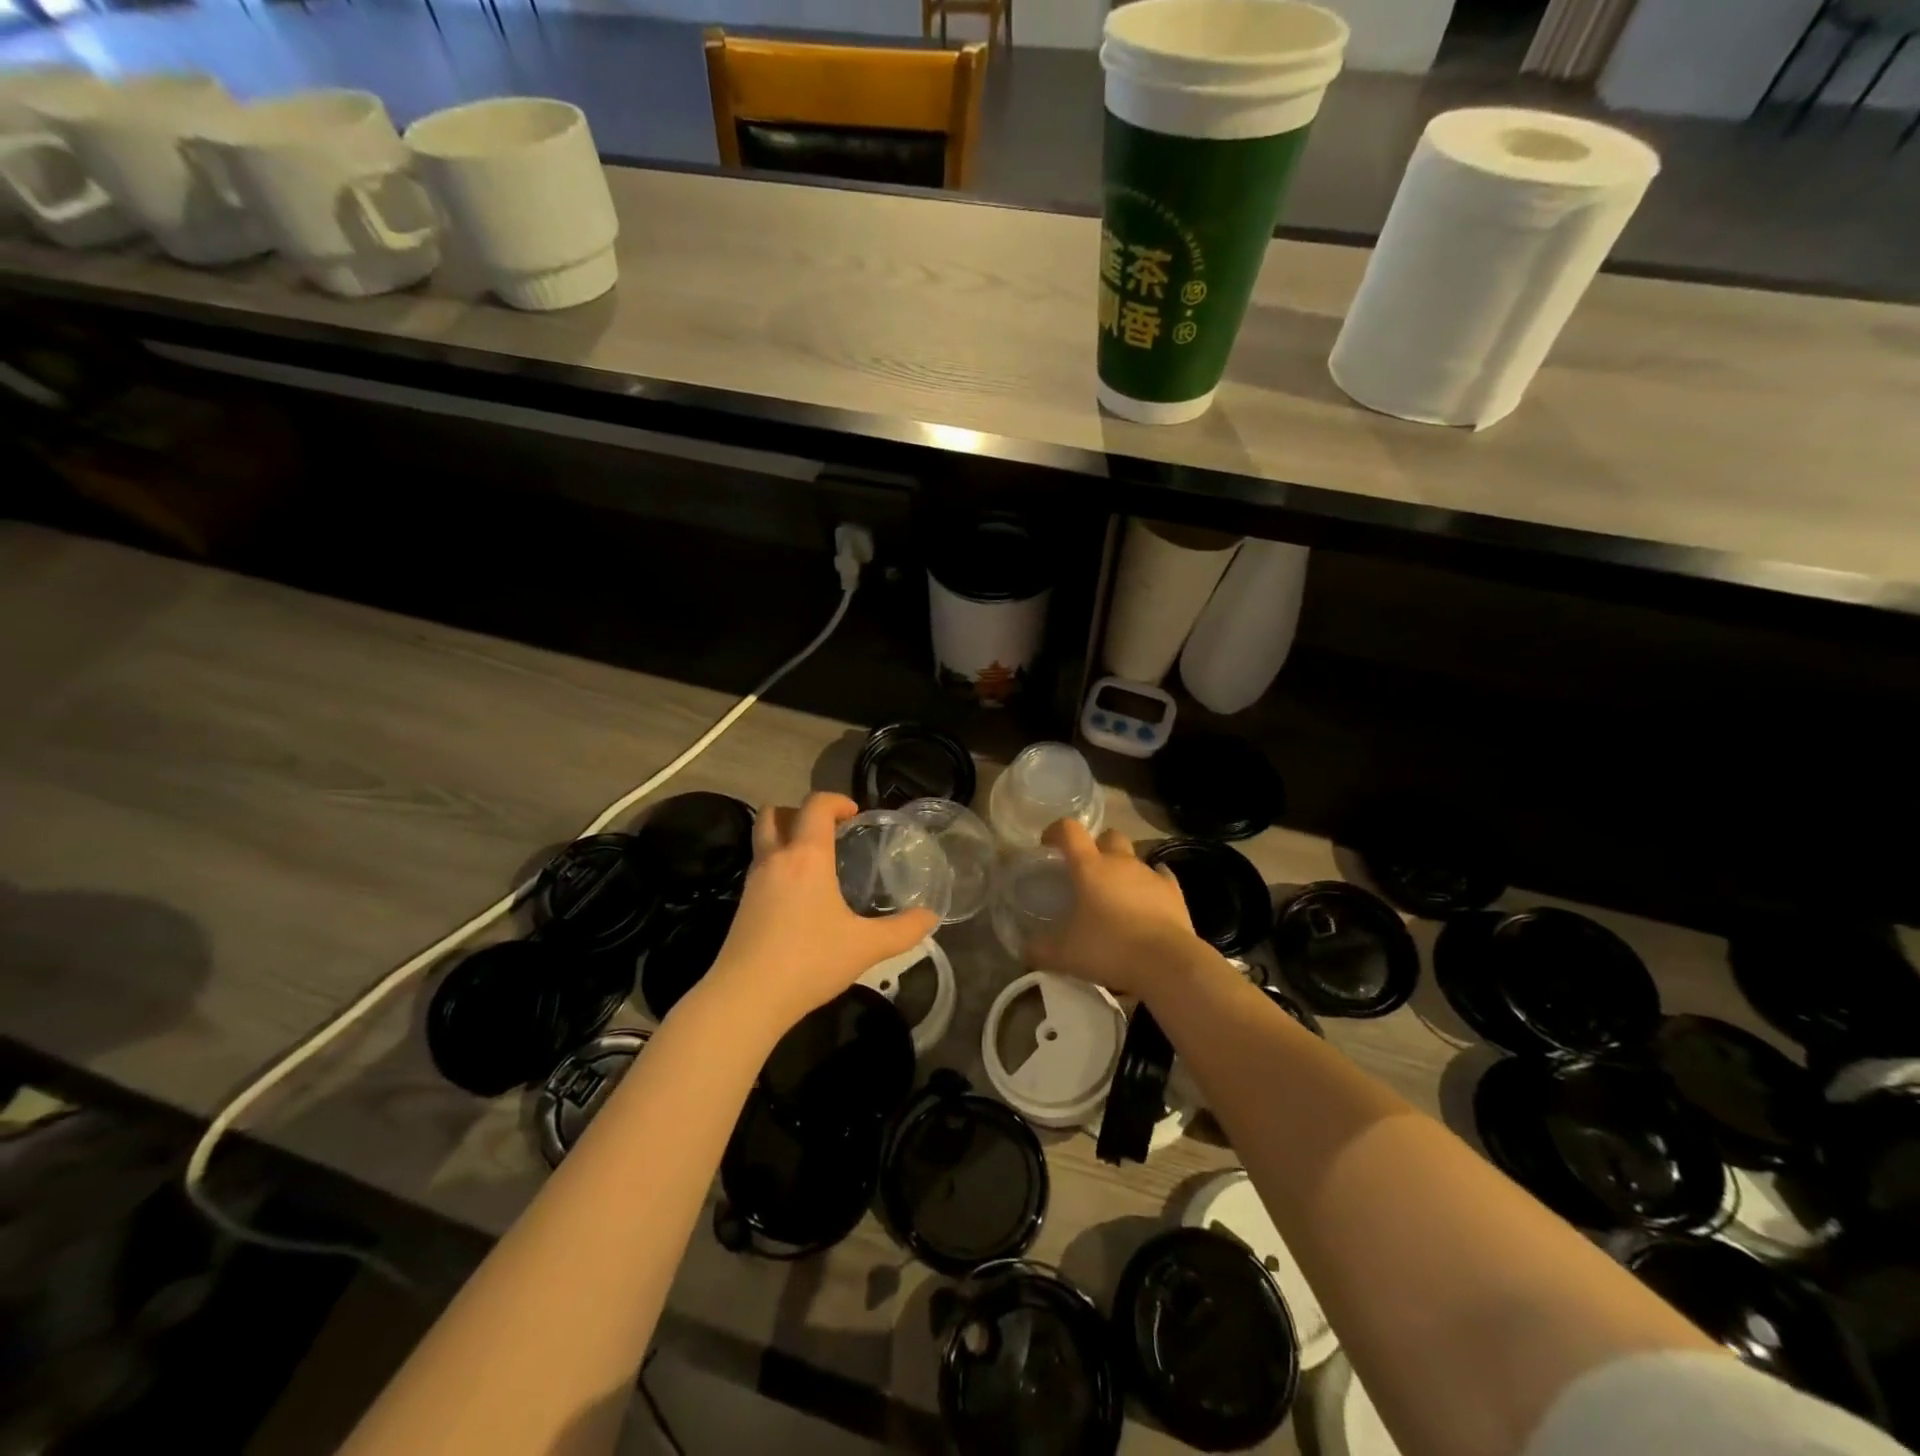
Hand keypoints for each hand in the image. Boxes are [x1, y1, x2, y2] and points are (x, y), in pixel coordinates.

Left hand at [701, 791, 937, 1036]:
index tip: (855, 814)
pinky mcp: (742, 906)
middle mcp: (776, 859)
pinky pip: (760, 868)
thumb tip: (931, 917)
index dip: (836, 801)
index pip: (815, 805)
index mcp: (807, 856)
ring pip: (763, 840)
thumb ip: (903, 930)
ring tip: (815, 862)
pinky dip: (778, 866)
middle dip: (800, 812)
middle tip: (827, 831)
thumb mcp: (866, 946)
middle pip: (775, 813)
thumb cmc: (810, 961)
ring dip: (786, 837)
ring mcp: (753, 882)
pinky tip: (799, 896)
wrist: (746, 997)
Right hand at [1027, 819, 1214, 998]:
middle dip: (1097, 846)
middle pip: (1108, 836)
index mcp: (1089, 867)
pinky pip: (1160, 877)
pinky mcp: (1174, 892)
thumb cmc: (1109, 948)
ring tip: (1116, 895)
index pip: (1069, 831)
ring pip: (1135, 857)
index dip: (1056, 831)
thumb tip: (1024, 950)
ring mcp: (1150, 874)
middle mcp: (1120, 861)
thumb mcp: (1063, 955)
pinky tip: (1147, 901)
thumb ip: (1039, 949)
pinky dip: (1151, 884)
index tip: (1048, 845)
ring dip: (1123, 868)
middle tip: (1087, 871)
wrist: (1167, 963)